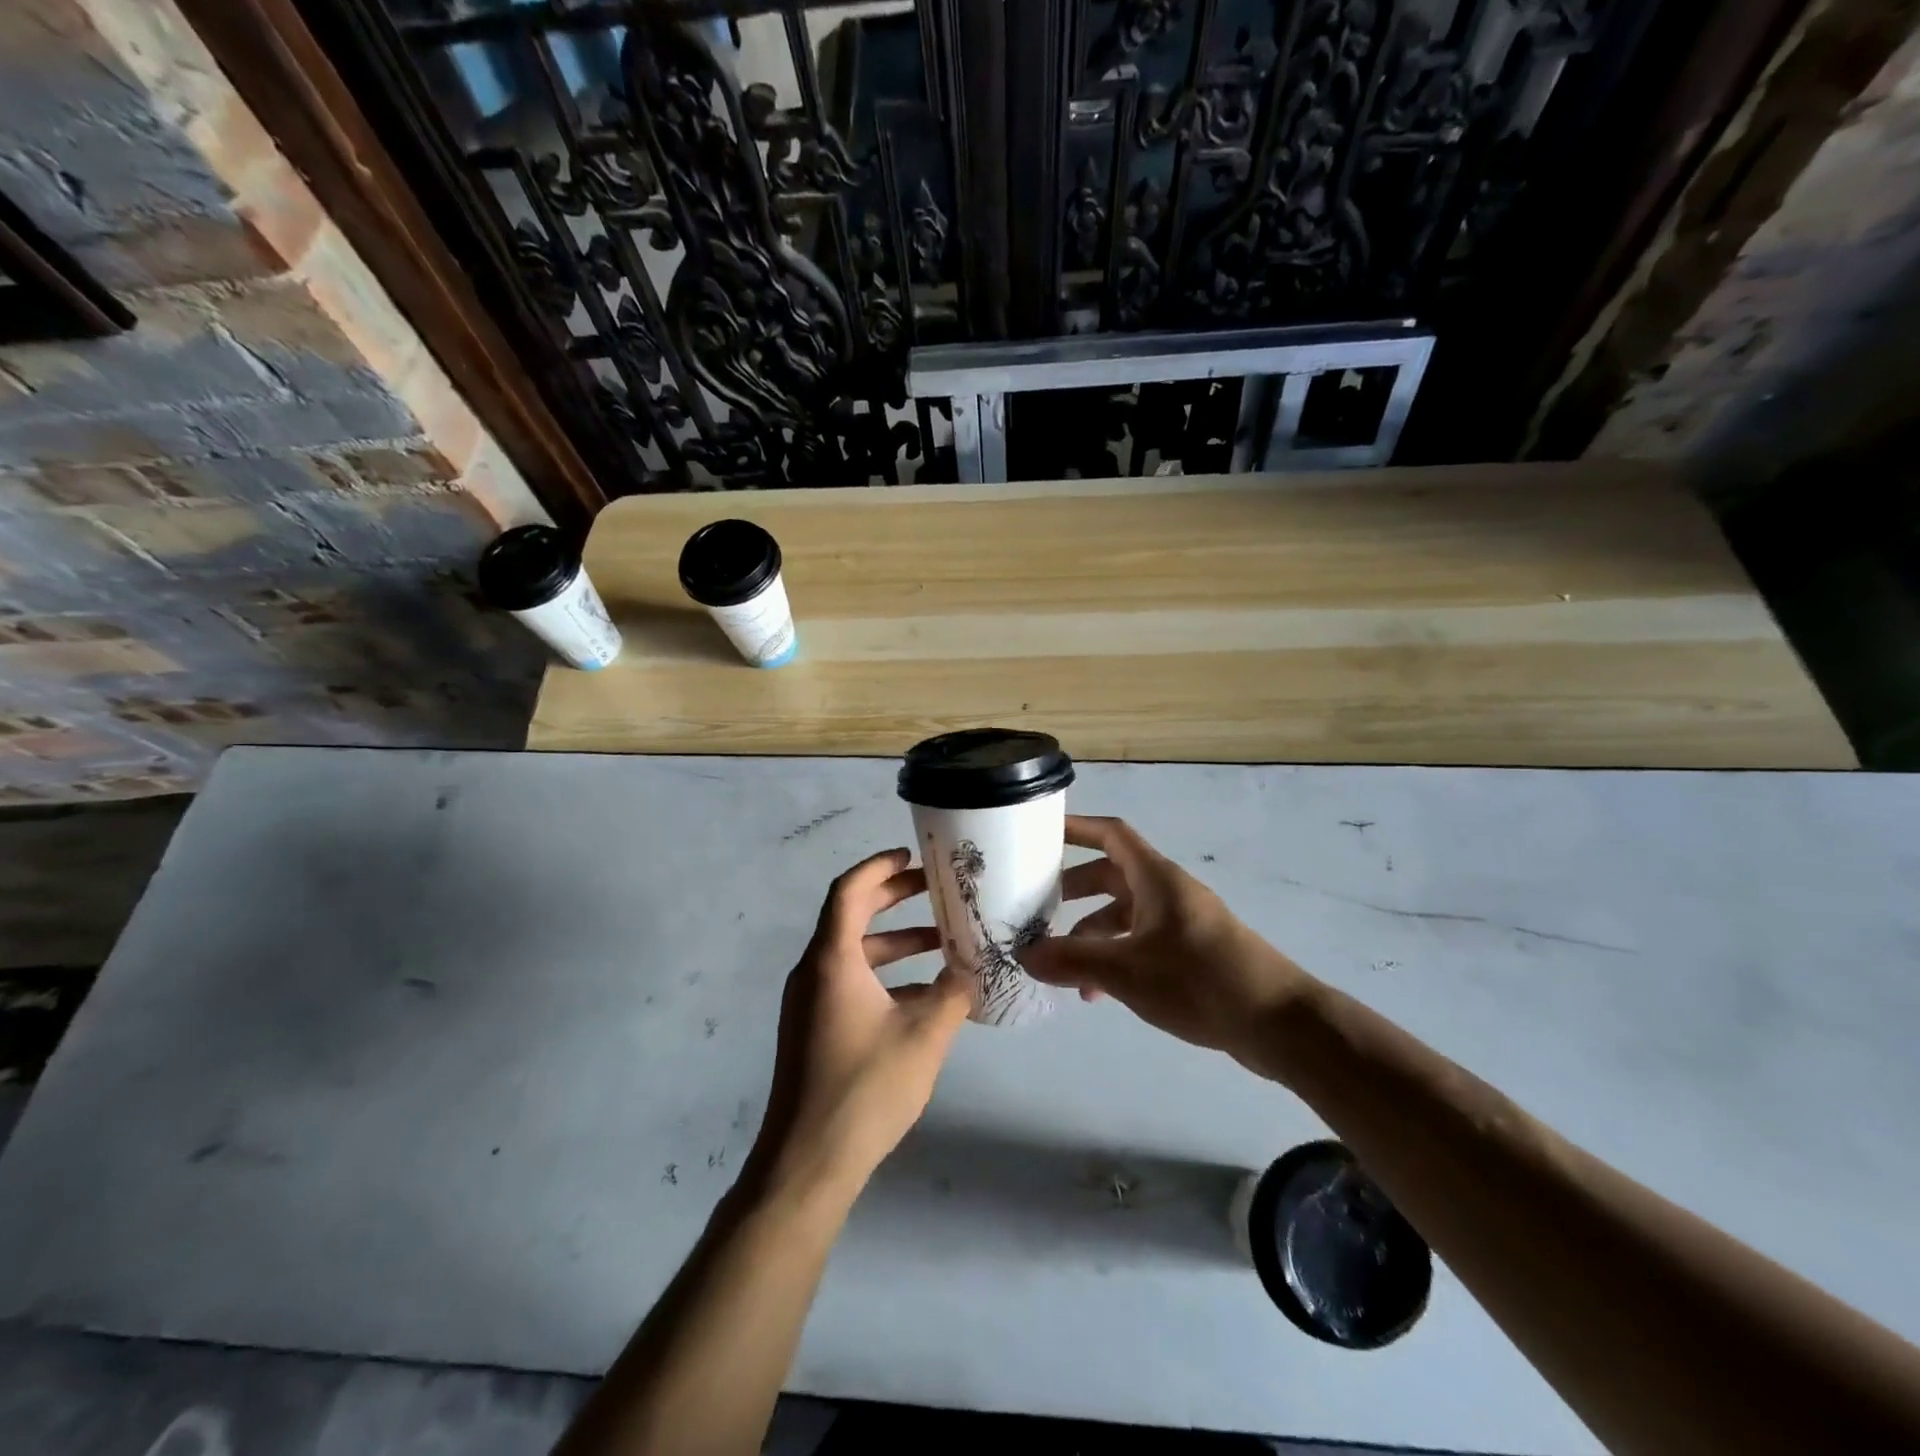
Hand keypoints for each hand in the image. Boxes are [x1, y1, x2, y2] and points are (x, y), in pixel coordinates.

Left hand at [746, 849, 971, 1203]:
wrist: (807, 1163)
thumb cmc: (865, 1089)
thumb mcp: (924, 1036)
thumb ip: (954, 993)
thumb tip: (978, 967)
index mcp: (832, 960)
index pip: (849, 890)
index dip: (879, 866)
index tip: (912, 856)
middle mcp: (814, 971)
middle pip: (851, 915)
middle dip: (893, 898)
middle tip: (935, 889)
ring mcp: (809, 1002)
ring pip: (853, 953)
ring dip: (895, 942)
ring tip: (942, 942)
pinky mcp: (813, 1028)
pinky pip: (849, 982)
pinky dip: (884, 976)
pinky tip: (925, 995)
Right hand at [1018, 816, 1312, 1062]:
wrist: (1279, 1024)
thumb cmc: (1200, 980)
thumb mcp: (1126, 970)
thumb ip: (1072, 960)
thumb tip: (1024, 956)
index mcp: (1156, 878)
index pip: (1111, 834)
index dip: (1076, 827)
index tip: (1040, 833)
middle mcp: (1168, 892)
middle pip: (1112, 875)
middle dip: (1074, 889)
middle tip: (1038, 905)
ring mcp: (1182, 924)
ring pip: (1125, 914)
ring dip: (1092, 933)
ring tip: (1062, 965)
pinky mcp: (1192, 954)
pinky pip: (1141, 944)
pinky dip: (1116, 958)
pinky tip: (1098, 993)